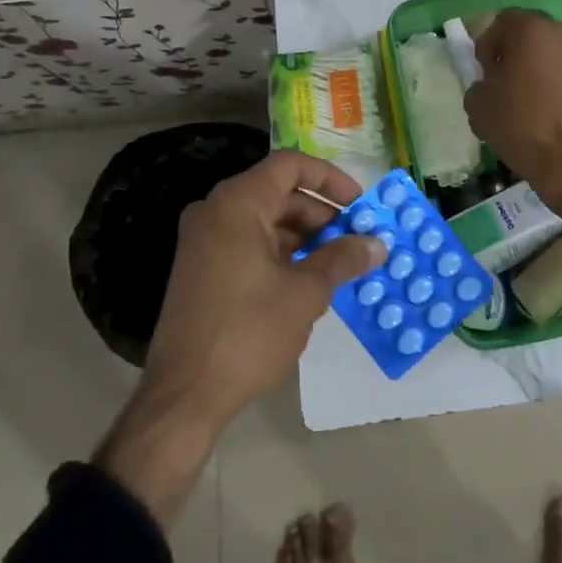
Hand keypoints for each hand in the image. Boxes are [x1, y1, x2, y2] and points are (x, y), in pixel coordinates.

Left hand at [96, 152, 382, 525]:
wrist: (184, 396)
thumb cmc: (248, 333)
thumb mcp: (305, 293)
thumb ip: (343, 259)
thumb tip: (377, 244)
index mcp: (238, 203)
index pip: (291, 165)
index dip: (331, 179)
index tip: (360, 205)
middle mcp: (216, 211)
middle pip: (279, 193)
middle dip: (322, 214)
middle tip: (356, 240)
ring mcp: (204, 240)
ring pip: (265, 220)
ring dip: (304, 236)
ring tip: (339, 265)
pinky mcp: (201, 269)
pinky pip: (248, 243)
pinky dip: (281, 253)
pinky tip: (308, 282)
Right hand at [464, 10, 561, 236]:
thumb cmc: (524, 128)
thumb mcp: (479, 108)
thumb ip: (479, 85)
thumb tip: (490, 84)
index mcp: (532, 30)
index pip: (503, 22)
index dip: (488, 45)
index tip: (485, 72)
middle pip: (533, 36)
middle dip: (517, 55)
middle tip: (506, 85)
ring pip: (556, 55)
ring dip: (542, 70)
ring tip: (532, 103)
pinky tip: (554, 114)